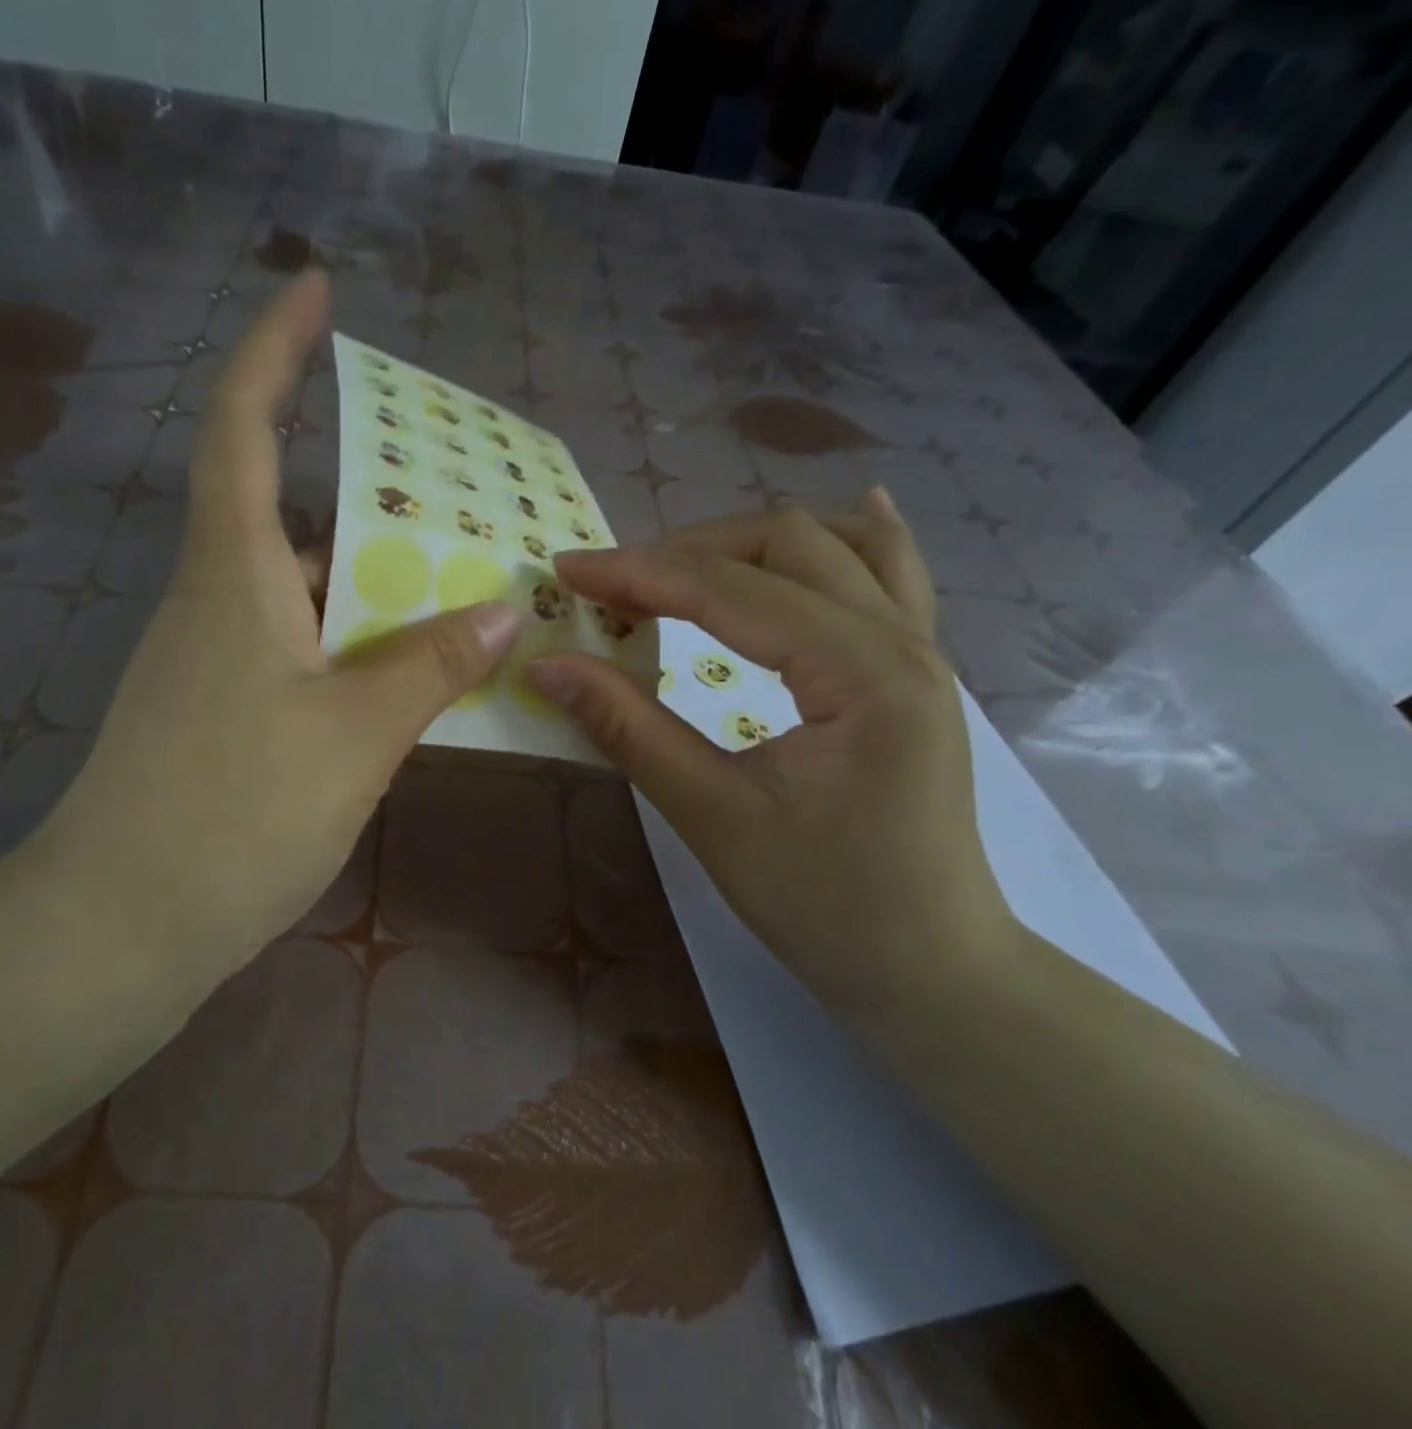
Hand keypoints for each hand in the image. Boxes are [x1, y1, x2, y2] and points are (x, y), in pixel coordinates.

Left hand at [25, 272, 519, 986]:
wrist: (121, 925)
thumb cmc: (233, 813)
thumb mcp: (354, 735)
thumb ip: (430, 667)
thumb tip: (505, 613)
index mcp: (233, 575)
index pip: (244, 426)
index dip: (277, 348)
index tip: (318, 289)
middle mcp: (217, 601)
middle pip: (290, 509)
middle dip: (364, 485)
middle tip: (451, 487)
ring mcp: (216, 660)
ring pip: (303, 589)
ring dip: (371, 578)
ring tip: (457, 581)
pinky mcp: (225, 712)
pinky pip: (301, 647)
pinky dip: (355, 642)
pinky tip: (410, 670)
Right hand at [527, 493, 1016, 1017]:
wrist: (931, 970)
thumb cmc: (825, 906)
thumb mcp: (714, 817)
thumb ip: (631, 729)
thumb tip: (550, 666)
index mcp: (862, 672)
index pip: (730, 590)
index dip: (639, 573)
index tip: (567, 570)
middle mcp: (903, 639)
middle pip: (787, 543)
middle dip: (687, 551)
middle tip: (613, 587)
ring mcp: (921, 650)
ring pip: (838, 546)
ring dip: (750, 544)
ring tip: (682, 567)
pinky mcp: (916, 672)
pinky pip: (893, 577)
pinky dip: (854, 540)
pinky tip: (853, 512)